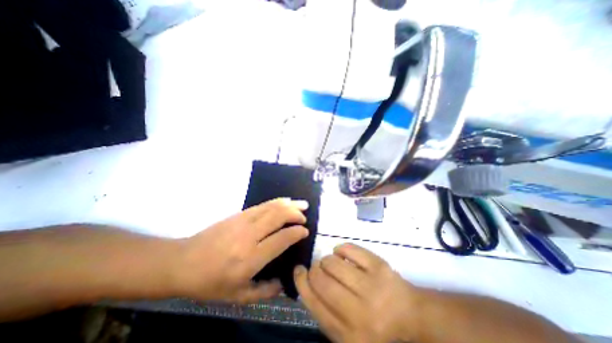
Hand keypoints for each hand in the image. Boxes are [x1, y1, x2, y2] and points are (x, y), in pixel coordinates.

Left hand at [178, 199, 311, 302]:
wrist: (183, 262)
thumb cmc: (210, 282)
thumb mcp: (237, 297)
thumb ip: (265, 291)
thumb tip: (285, 283)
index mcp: (250, 258)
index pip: (281, 239)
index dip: (296, 233)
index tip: (305, 231)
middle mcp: (249, 236)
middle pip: (278, 217)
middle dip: (295, 214)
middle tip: (304, 217)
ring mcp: (243, 221)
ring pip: (272, 207)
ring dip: (289, 204)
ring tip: (302, 204)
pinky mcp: (239, 214)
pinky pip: (263, 204)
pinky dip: (277, 201)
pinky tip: (285, 200)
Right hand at [295, 244, 421, 342]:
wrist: (411, 315)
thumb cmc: (375, 324)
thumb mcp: (347, 332)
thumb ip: (325, 312)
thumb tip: (307, 281)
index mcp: (349, 335)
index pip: (314, 303)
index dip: (301, 283)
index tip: (298, 270)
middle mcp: (360, 312)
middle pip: (321, 280)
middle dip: (314, 270)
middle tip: (318, 268)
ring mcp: (372, 286)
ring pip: (333, 262)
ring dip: (327, 260)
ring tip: (332, 263)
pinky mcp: (379, 266)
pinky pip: (349, 249)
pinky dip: (341, 249)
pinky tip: (342, 254)